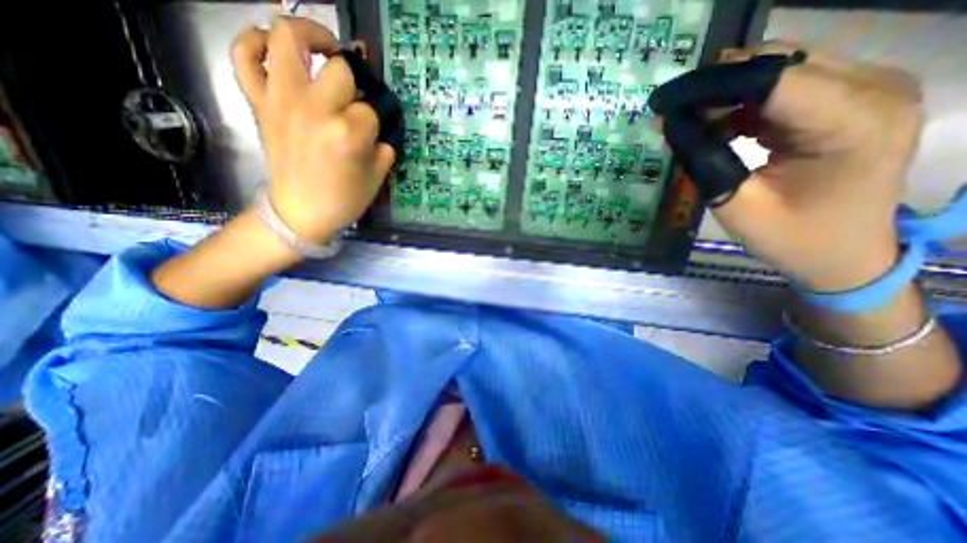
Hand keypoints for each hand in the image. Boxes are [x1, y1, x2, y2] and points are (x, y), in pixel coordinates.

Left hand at [231, 15, 393, 243]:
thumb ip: (382, 149)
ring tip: (323, 49)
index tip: (371, 134)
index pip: (370, 110)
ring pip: (287, 40)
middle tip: (354, 93)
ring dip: (308, 35)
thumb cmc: (343, 200)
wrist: (300, 213)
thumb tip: (378, 131)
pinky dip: (255, 42)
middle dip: (353, 81)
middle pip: (339, 70)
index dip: (374, 121)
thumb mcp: (376, 178)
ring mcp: (283, 101)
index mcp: (348, 133)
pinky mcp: (260, 103)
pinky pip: (245, 56)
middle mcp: (315, 109)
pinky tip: (273, 47)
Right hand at [696, 44, 919, 293]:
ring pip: (780, 67)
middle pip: (778, 61)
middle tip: (674, 115)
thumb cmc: (793, 238)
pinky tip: (722, 127)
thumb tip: (671, 124)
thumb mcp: (736, 205)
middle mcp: (875, 87)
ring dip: (728, 94)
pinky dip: (745, 102)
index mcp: (851, 122)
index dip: (709, 86)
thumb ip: (704, 160)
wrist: (846, 254)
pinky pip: (788, 83)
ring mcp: (870, 87)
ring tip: (692, 124)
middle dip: (716, 86)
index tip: (664, 103)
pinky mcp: (854, 97)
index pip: (770, 79)